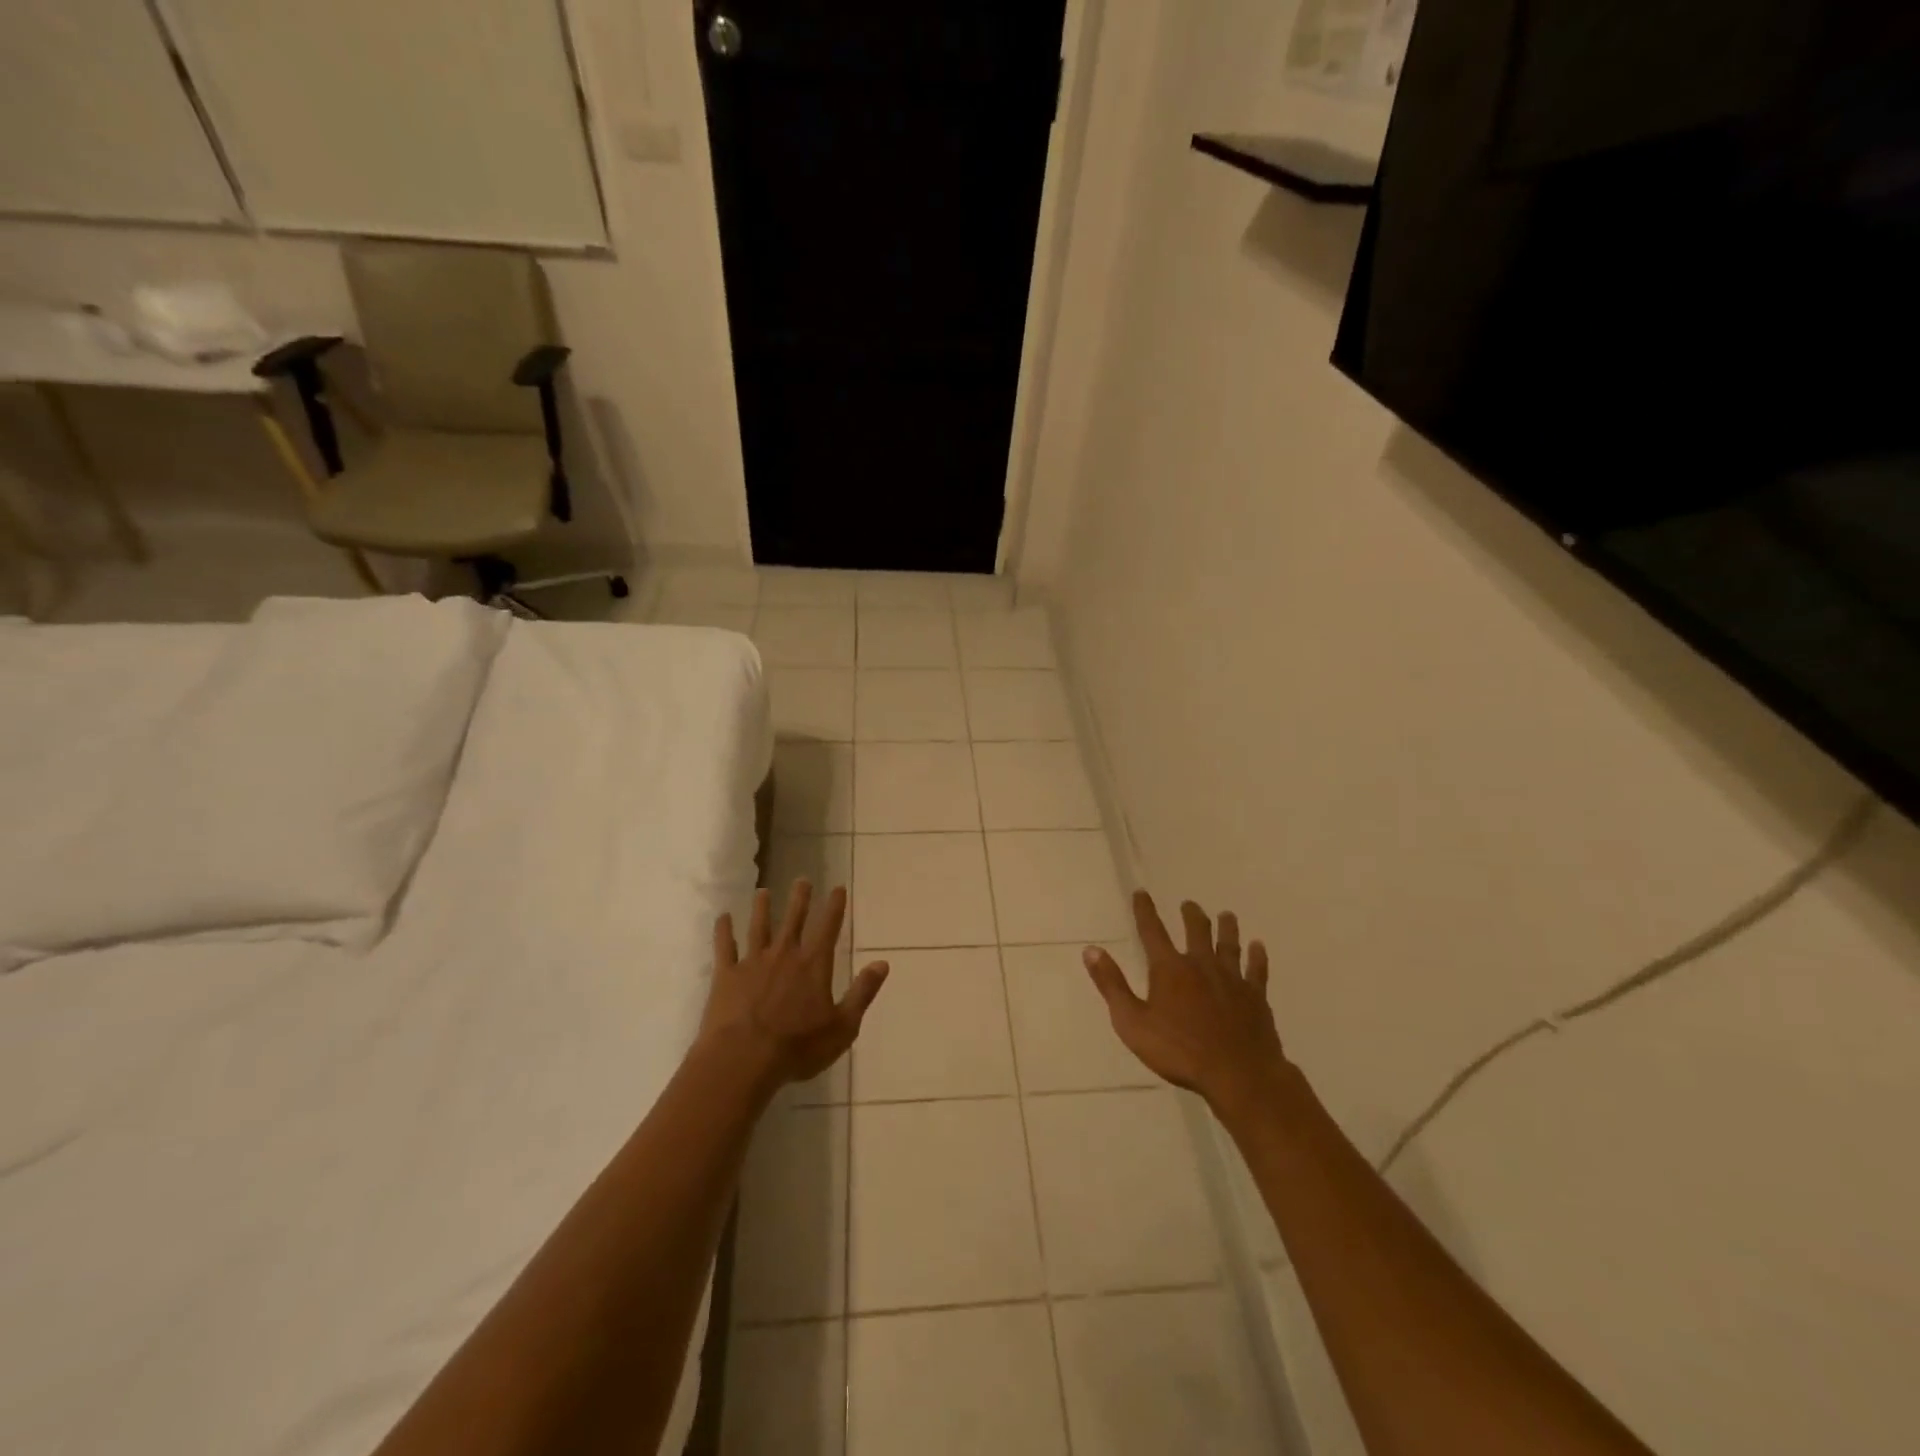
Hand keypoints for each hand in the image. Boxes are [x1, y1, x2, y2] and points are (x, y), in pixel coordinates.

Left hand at [701, 880, 888, 1091]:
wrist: (742, 1060)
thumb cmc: (797, 1048)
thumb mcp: (843, 1026)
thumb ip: (862, 992)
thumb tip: (882, 964)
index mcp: (813, 965)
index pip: (827, 927)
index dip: (834, 906)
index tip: (837, 888)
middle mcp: (784, 955)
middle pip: (793, 919)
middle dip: (800, 898)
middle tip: (802, 880)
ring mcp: (752, 962)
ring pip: (758, 927)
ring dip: (762, 907)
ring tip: (763, 891)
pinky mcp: (726, 975)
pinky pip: (724, 947)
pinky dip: (723, 931)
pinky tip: (723, 918)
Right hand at [1083, 891, 1290, 1118]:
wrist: (1238, 1074)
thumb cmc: (1179, 1051)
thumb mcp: (1132, 1023)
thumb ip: (1112, 985)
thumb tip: (1091, 950)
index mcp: (1169, 969)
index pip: (1152, 931)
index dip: (1145, 910)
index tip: (1141, 893)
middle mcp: (1201, 964)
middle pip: (1197, 930)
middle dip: (1191, 915)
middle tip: (1189, 904)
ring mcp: (1232, 979)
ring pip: (1229, 944)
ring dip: (1226, 927)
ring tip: (1227, 915)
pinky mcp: (1255, 996)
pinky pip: (1257, 970)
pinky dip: (1257, 956)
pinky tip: (1259, 946)